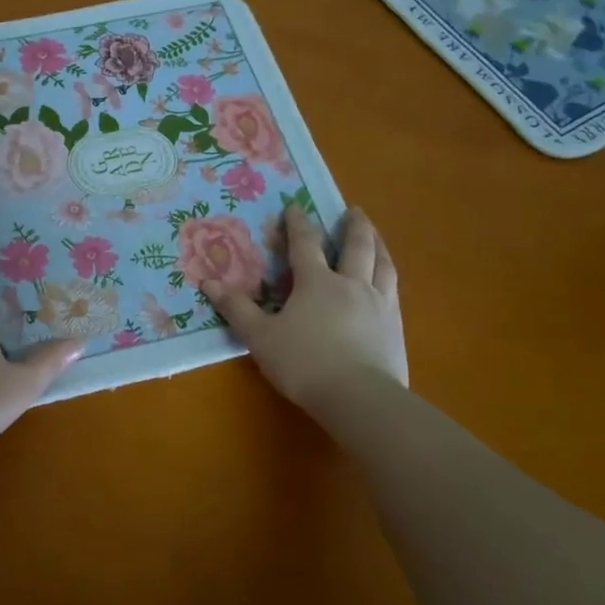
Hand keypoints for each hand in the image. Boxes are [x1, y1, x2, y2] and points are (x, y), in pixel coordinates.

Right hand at [204, 204, 407, 410]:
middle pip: (356, 246)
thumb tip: (209, 282)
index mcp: (316, 282)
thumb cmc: (304, 363)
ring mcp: (378, 304)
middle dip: (353, 226)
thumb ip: (237, 309)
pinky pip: (393, 290)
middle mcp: (351, 284)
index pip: (305, 244)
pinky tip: (387, 282)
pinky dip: (388, 276)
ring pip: (382, 264)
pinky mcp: (395, 327)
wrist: (360, 398)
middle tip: (354, 211)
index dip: (298, 224)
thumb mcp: (260, 337)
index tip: (295, 207)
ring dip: (378, 245)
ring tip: (375, 236)